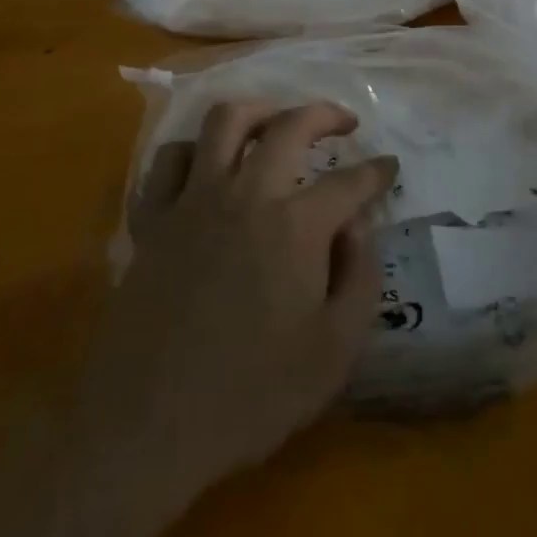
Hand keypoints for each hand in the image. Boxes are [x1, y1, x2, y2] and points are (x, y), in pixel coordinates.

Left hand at [78, 102, 398, 508]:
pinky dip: (193, 150)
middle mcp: (245, 194)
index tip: (389, 166)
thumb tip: (356, 226)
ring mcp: (192, 199)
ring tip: (276, 122)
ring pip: (224, 121)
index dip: (376, 171)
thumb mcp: (333, 354)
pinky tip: (206, 164)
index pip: (349, 182)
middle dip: (324, 114)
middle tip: (343, 123)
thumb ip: (359, 279)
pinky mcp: (152, 217)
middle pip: (289, 126)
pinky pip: (169, 159)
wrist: (147, 426)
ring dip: (258, 111)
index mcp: (295, 226)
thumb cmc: (249, 396)